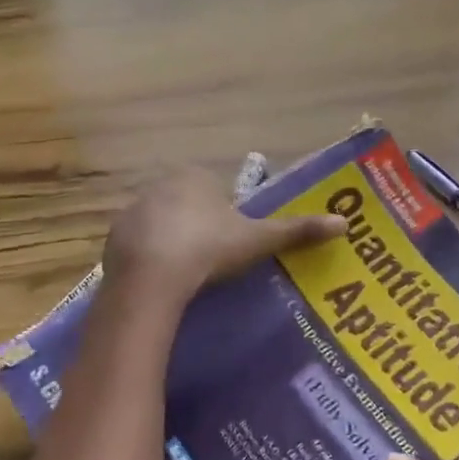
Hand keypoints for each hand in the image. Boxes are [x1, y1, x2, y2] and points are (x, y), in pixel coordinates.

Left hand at [103, 168, 344, 302]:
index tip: (232, 243)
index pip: (214, 189)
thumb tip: (343, 223)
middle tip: (213, 261)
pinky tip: (162, 282)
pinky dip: (149, 258)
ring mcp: (133, 210)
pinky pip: (138, 245)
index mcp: (195, 177)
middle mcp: (160, 185)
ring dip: (172, 241)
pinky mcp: (114, 238)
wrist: (152, 278)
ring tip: (187, 276)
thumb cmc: (209, 249)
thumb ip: (297, 230)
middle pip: (186, 204)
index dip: (225, 215)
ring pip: (161, 224)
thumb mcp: (258, 240)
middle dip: (198, 226)